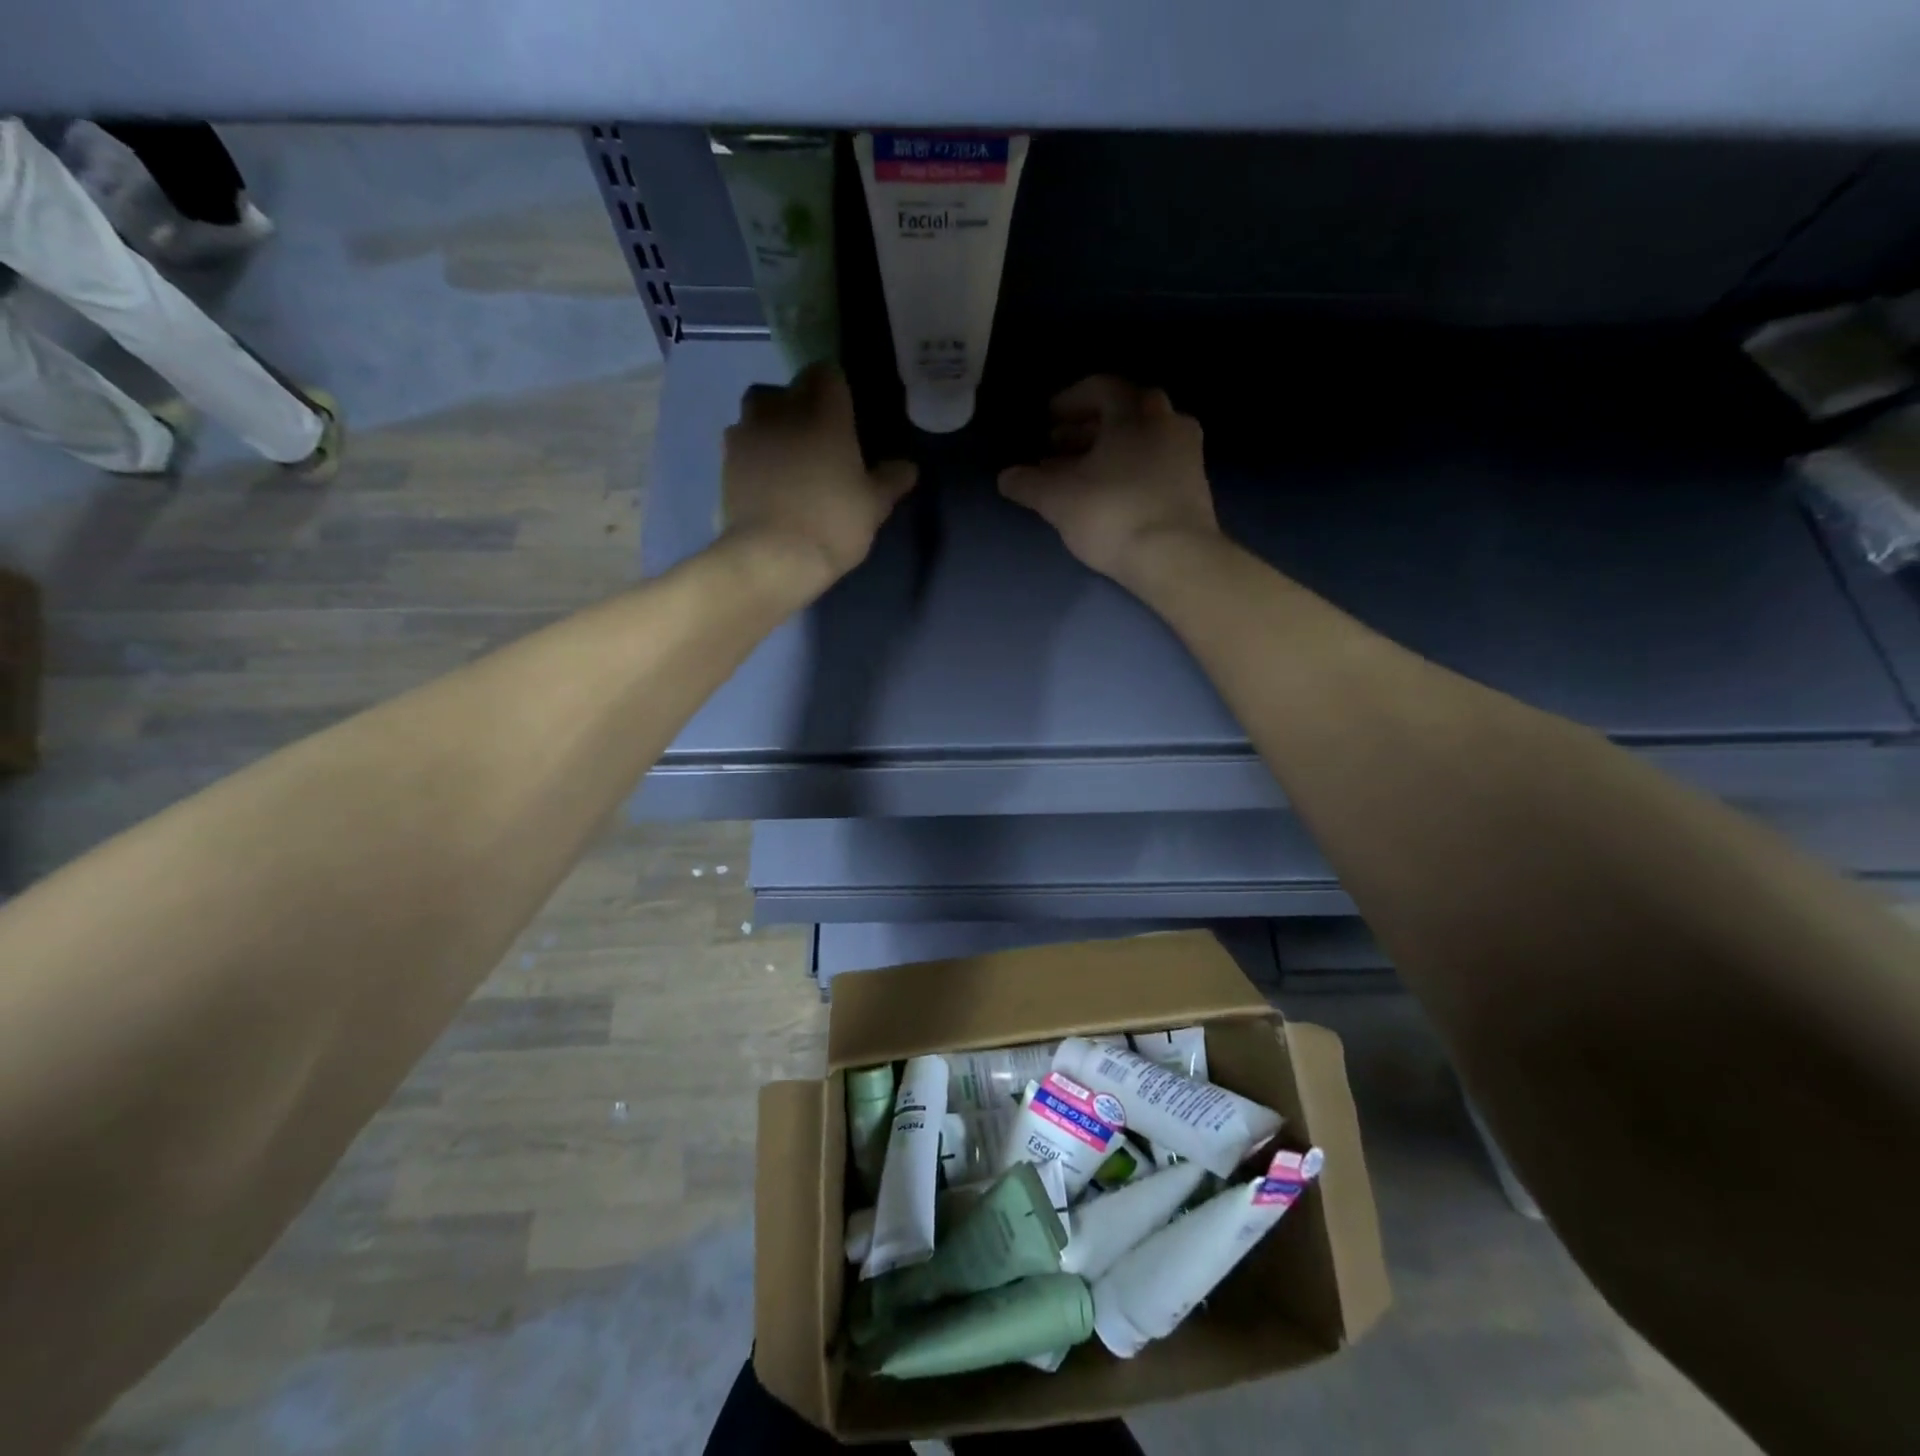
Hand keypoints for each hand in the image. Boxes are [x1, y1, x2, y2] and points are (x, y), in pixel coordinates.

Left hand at [721, 363, 916, 596]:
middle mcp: (781, 411)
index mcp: (823, 412)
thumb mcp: (874, 506)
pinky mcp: (725, 463)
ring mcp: (747, 434)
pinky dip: (754, 455)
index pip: (827, 373)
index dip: (837, 389)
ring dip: (772, 426)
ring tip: (788, 457)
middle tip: (819, 438)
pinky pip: (742, 445)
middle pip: (789, 390)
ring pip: (758, 413)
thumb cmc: (832, 523)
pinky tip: (767, 481)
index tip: (847, 413)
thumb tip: (907, 466)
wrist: (771, 557)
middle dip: (802, 405)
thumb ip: (890, 480)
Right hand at [998, 376, 1218, 585]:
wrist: (1175, 557)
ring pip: (1142, 438)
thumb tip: (1006, 477)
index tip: (1048, 420)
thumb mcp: (1058, 499)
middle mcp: (1167, 422)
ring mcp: (1187, 454)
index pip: (1100, 388)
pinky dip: (1130, 469)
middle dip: (1089, 427)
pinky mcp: (1195, 486)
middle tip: (1059, 446)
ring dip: (1109, 450)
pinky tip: (1110, 494)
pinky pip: (1156, 463)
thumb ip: (1028, 484)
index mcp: (1134, 412)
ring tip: (1080, 474)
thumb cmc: (1112, 514)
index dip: (1070, 401)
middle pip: (1124, 411)